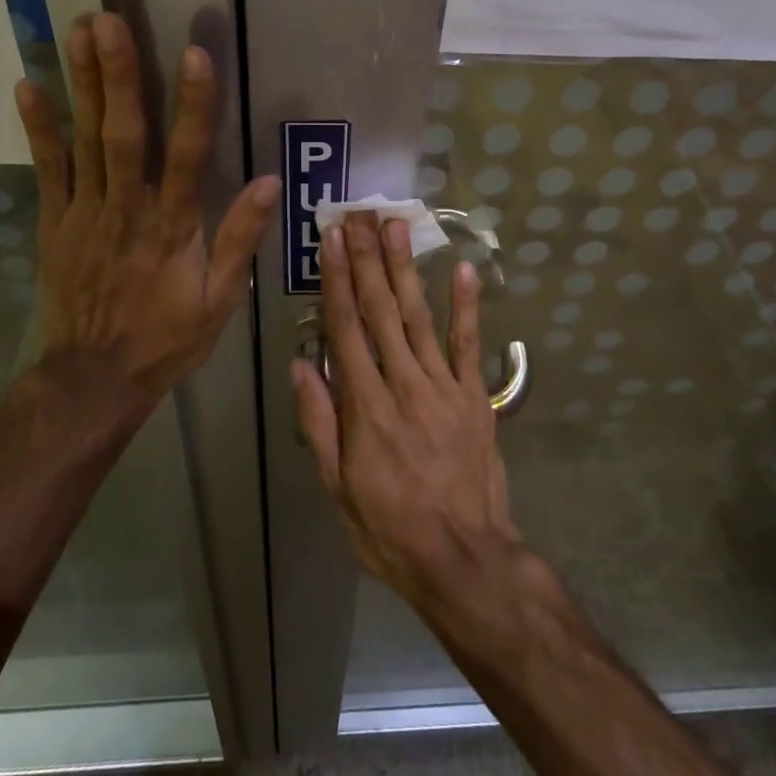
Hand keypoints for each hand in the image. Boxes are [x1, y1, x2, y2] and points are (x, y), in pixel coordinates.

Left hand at [13, 12, 279, 417]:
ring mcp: (85, 213)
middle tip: (108, 21)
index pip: (188, 154)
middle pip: (124, 133)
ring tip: (77, 33)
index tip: (193, 54)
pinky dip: (39, 128)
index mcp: (174, 226)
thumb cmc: (167, 337)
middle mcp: (128, 209)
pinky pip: (47, 169)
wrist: (95, 377)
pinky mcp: (54, 222)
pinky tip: (28, 86)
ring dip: (82, 85)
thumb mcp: (220, 298)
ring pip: (85, 140)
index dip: (193, 103)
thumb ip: (241, 238)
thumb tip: (271, 182)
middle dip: (118, 74)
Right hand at [291, 213, 521, 613]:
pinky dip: (467, 306)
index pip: (346, 330)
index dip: (337, 281)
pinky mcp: (474, 397)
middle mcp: (404, 384)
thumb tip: (301, 364)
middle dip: (368, 259)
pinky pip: (470, 344)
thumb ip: (320, 423)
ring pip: (419, 317)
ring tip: (396, 227)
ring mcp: (444, 387)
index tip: (332, 241)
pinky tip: (462, 270)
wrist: (464, 559)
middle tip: (359, 215)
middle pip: (381, 311)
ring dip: (406, 269)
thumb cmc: (389, 528)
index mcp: (366, 407)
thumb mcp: (337, 488)